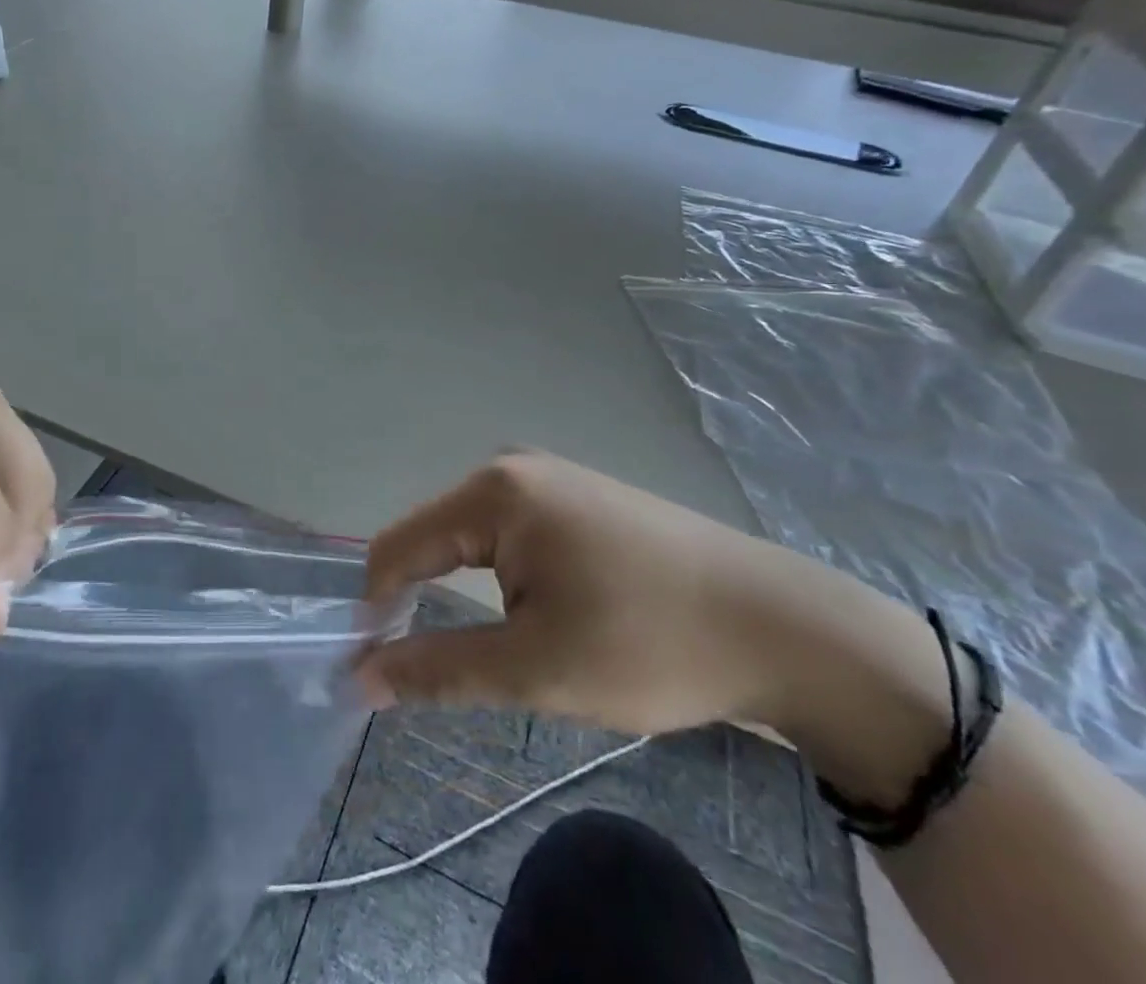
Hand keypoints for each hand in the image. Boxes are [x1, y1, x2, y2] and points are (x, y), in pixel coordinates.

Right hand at [357, 452, 866, 735]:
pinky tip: (552, 613)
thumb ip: (439, 668)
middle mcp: (511, 468)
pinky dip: (508, 580)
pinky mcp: (578, 496)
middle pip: (435, 539)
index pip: (399, 545)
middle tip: (464, 670)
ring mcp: (549, 477)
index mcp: (493, 492)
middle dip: (430, 602)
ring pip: (473, 541)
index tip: (381, 671)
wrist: (784, 627)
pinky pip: (512, 535)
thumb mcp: (537, 668)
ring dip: (474, 596)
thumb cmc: (651, 643)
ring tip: (520, 647)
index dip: (379, 608)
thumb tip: (362, 677)